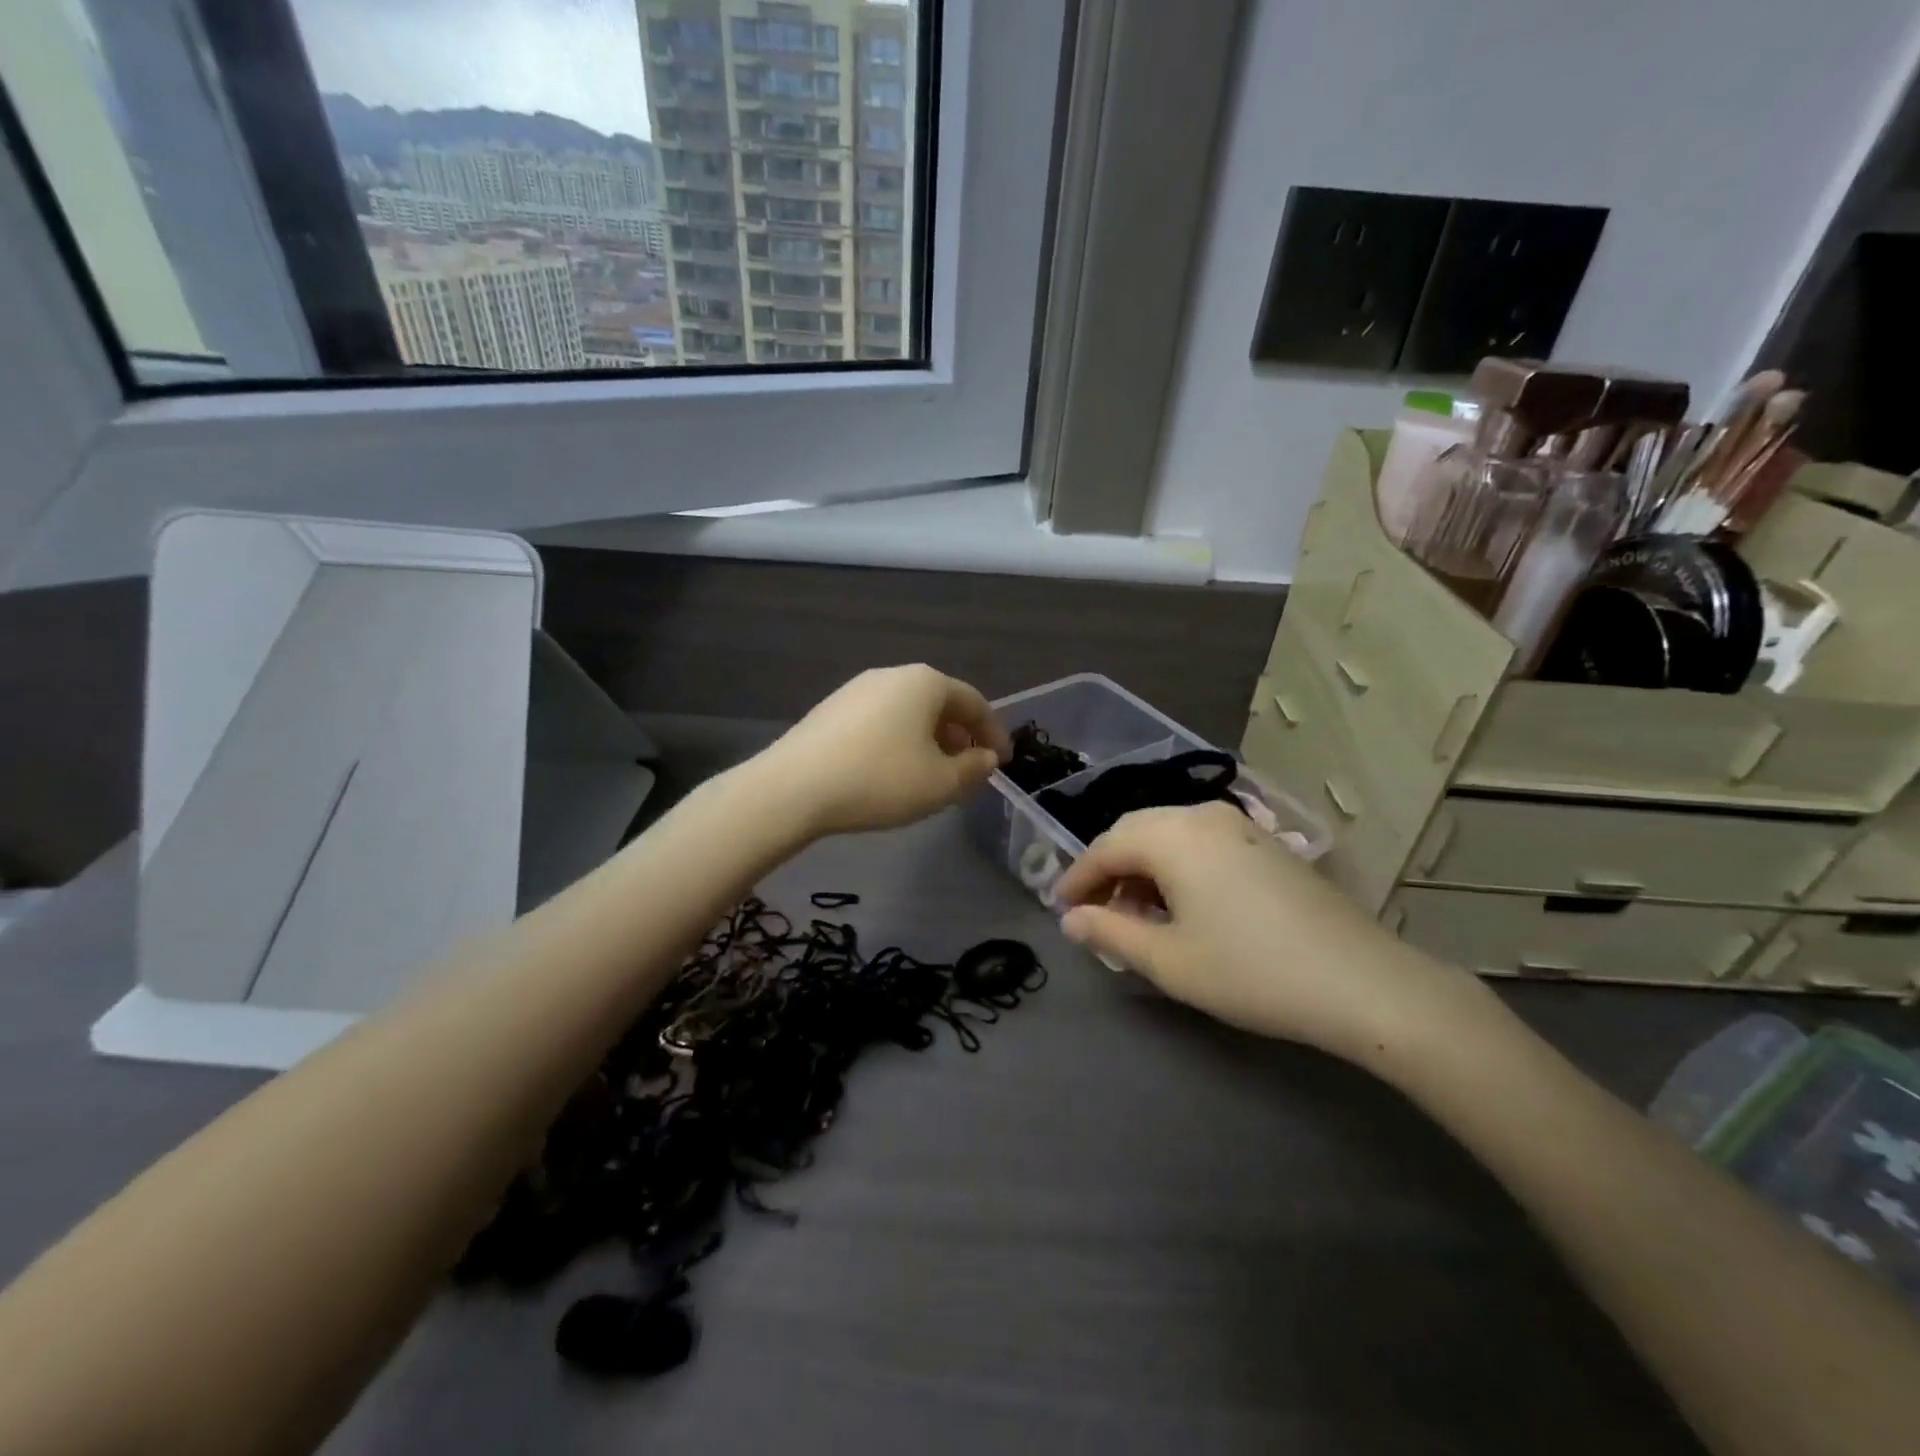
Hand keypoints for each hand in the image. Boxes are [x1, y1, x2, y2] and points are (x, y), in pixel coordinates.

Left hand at [762, 665, 1011, 837]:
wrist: (793, 788)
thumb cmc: (880, 780)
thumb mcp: (940, 783)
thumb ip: (973, 769)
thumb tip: (985, 758)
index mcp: (925, 683)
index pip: (975, 702)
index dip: (994, 733)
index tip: (1001, 763)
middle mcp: (892, 675)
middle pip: (939, 703)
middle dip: (959, 737)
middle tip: (967, 770)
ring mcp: (856, 689)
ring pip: (908, 713)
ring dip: (928, 741)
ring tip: (931, 775)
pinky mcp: (830, 709)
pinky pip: (880, 721)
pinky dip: (898, 741)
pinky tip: (890, 772)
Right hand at [1053, 803, 1492, 1068]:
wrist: (1360, 982)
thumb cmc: (1251, 971)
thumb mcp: (1169, 960)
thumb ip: (1109, 933)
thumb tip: (1070, 920)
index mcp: (1172, 835)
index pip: (1105, 847)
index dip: (1077, 878)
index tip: (1060, 910)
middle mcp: (1202, 815)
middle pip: (1135, 831)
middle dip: (1107, 870)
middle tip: (1093, 912)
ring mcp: (1240, 826)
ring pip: (1169, 835)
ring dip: (1142, 868)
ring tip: (1135, 915)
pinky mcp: (1265, 844)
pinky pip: (1201, 843)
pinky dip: (1176, 867)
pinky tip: (1180, 905)